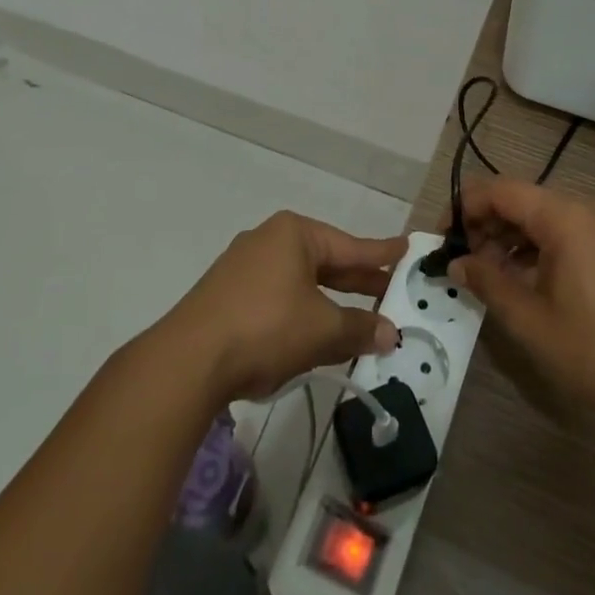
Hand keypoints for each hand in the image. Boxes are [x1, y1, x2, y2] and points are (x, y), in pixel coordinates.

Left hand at [164, 212, 406, 403]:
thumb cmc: (265, 328)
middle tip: (390, 290)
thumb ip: (359, 328)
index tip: (406, 247)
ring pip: (301, 281)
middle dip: (356, 281)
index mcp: (294, 235)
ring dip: (329, 302)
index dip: (380, 253)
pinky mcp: (228, 295)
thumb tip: (390, 333)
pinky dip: (302, 311)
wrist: (188, 360)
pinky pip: (278, 296)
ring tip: (358, 317)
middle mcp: (268, 240)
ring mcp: (244, 267)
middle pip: (325, 261)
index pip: (350, 245)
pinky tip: (314, 332)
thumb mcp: (322, 330)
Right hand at [448, 178, 594, 424]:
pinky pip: (567, 230)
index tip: (444, 238)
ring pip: (544, 215)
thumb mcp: (530, 321)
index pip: (500, 190)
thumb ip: (487, 282)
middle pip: (522, 199)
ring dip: (512, 237)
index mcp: (564, 216)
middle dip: (487, 224)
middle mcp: (586, 208)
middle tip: (465, 262)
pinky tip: (527, 279)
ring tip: (492, 274)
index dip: (465, 208)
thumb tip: (457, 263)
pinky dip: (539, 246)